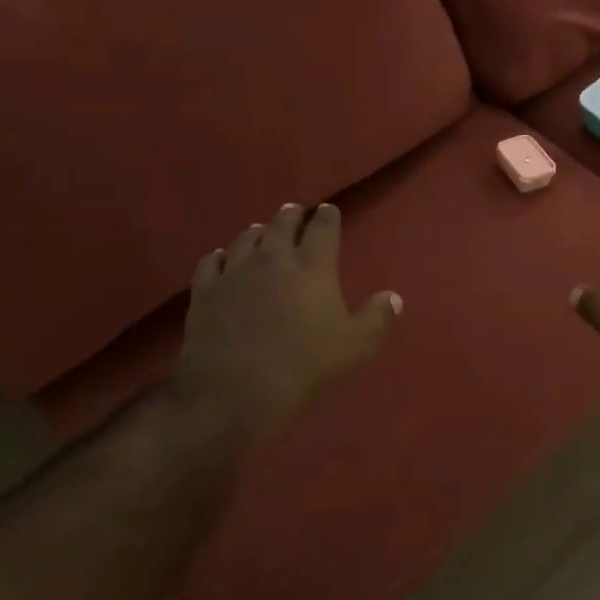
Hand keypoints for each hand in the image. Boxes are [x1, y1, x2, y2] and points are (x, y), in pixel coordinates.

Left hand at [172, 203, 400, 441]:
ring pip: (246, 238)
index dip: (328, 216)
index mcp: (313, 266)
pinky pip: (211, 262)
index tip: (329, 211)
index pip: (323, 228)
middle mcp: (273, 258)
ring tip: (261, 231)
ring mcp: (235, 271)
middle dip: (291, 215)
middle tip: (294, 212)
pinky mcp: (205, 290)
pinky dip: (220, 256)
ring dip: (258, 231)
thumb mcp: (355, 346)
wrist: (235, 389)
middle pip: (282, 224)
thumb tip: (393, 297)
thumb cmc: (303, 365)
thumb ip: (377, 318)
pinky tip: (222, 258)